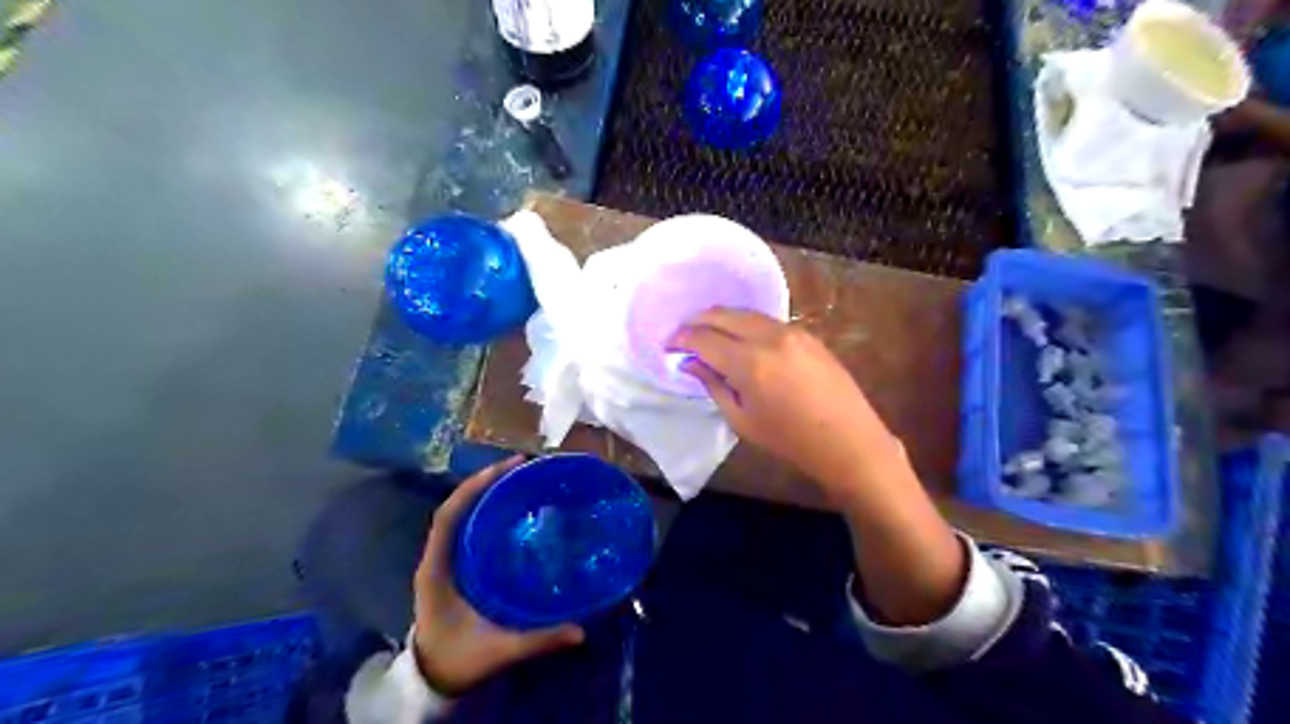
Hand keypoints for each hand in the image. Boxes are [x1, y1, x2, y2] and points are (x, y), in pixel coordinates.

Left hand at [412, 454, 584, 697]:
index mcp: (437, 570)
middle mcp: (437, 558)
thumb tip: (581, 631)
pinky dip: (486, 511)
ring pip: (462, 514)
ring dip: (486, 493)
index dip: (475, 488)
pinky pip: (468, 528)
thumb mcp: (499, 650)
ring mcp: (444, 560)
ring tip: (520, 478)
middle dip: (486, 482)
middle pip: (457, 506)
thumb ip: (538, 640)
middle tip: (523, 467)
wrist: (432, 681)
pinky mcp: (454, 567)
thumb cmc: (459, 660)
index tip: (507, 468)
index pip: (449, 516)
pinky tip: (512, 508)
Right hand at [670, 308, 897, 500]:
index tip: (667, 345)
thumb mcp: (742, 420)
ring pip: (745, 313)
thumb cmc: (790, 440)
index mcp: (750, 363)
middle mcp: (769, 337)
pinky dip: (744, 323)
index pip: (704, 338)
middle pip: (723, 315)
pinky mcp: (806, 334)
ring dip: (721, 319)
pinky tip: (738, 337)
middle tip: (682, 334)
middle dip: (697, 321)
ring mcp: (791, 331)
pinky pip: (765, 320)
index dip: (681, 339)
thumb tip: (689, 363)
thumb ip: (713, 385)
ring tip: (706, 333)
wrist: (848, 440)